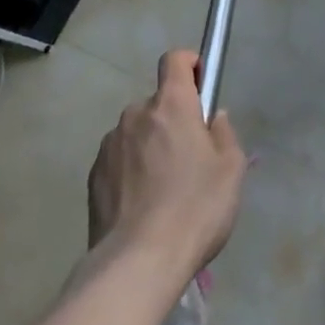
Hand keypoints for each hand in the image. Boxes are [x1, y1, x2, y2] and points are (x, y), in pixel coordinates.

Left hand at [87, 50, 245, 282]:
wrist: (137, 264)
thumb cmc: (195, 209)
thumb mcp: (231, 170)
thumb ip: (224, 134)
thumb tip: (212, 118)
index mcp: (171, 104)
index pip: (174, 60)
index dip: (189, 64)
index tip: (201, 86)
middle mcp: (136, 114)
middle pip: (157, 103)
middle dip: (173, 121)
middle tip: (189, 159)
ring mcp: (110, 145)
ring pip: (137, 133)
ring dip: (150, 147)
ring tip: (163, 191)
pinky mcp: (93, 176)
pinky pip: (119, 160)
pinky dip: (130, 172)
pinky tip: (142, 207)